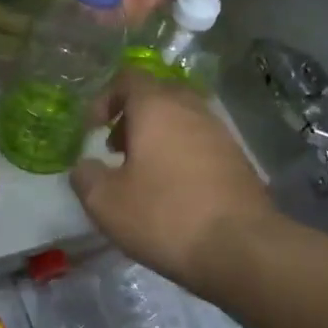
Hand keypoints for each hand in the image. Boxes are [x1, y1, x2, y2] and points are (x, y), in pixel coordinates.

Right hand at [70, 71, 280, 288]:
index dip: (104, 98)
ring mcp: (221, 134)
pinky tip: (173, 192)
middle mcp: (191, 110)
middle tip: (116, 149)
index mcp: (156, 107)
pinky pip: (201, 144)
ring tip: (143, 174)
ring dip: (158, 137)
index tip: (93, 130)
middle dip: (132, 116)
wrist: (242, 250)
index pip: (128, 78)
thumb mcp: (105, 202)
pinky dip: (181, 156)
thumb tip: (85, 167)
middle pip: (157, 95)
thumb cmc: (164, 216)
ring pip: (182, 120)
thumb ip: (85, 177)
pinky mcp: (239, 161)